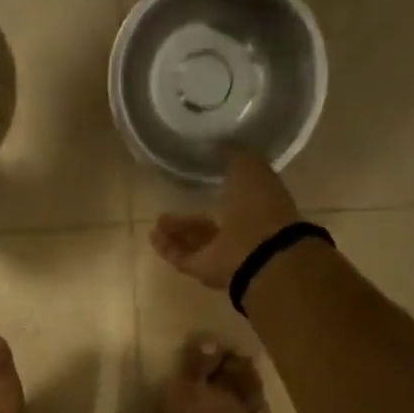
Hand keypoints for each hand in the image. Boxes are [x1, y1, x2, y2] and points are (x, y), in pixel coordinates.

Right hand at [150, 150, 300, 290]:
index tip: (202, 179)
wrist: (260, 253)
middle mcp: (242, 231)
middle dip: (195, 215)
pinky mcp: (206, 270)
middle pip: (214, 223)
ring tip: (158, 220)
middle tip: (174, 202)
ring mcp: (225, 254)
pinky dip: (168, 248)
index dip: (221, 186)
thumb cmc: (258, 205)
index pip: (237, 195)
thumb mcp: (249, 167)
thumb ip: (234, 154)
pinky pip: (183, 257)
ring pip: (197, 241)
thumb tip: (219, 142)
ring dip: (178, 232)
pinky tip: (153, 235)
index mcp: (258, 205)